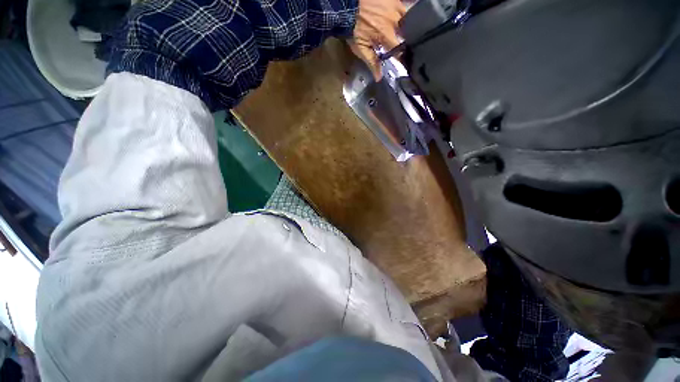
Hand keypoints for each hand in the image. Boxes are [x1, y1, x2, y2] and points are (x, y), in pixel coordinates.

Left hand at [351, 0, 405, 80]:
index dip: (403, 58)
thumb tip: (379, 78)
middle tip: (402, 47)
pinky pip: (403, 8)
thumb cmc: (353, 29)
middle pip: (407, 35)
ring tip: (400, 34)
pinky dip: (402, 16)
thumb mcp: (361, 48)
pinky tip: (397, 21)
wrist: (346, 5)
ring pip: (407, 20)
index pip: (400, 50)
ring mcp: (395, 6)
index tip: (405, 63)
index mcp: (386, 35)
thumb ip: (372, 62)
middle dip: (405, 42)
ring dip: (405, 28)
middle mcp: (395, 20)